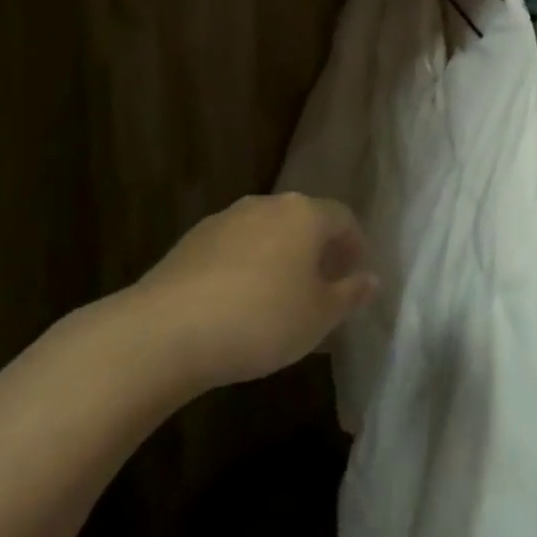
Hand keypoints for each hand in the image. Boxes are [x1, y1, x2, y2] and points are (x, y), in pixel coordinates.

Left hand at [123, 193, 375, 396]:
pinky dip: (247, 266)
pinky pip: (235, 247)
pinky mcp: (192, 240)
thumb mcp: (319, 316)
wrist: (165, 331)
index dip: (355, 246)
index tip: (354, 276)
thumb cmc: (260, 320)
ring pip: (267, 232)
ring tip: (279, 298)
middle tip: (321, 287)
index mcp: (305, 214)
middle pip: (304, 220)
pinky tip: (239, 303)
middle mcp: (267, 205)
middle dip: (317, 250)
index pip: (343, 218)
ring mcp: (226, 219)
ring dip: (280, 257)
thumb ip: (350, 294)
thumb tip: (370, 279)